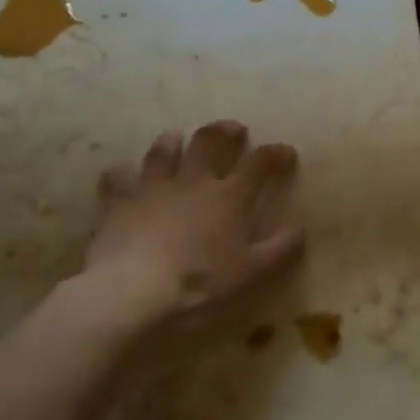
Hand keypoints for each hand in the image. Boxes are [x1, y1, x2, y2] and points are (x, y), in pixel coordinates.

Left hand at [59, 121, 302, 344]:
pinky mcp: (120, 203)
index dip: (275, 154)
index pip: (260, 163)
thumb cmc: (200, 282)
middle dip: (224, 131)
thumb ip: (280, 248)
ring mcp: (154, 188)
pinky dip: (120, 175)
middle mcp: (194, 181)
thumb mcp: (252, 272)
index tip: (286, 151)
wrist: (133, 290)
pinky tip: (120, 174)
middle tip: (233, 128)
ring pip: (163, 152)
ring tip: (175, 137)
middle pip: (210, 142)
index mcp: (230, 196)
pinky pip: (117, 180)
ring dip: (172, 142)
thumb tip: (301, 227)